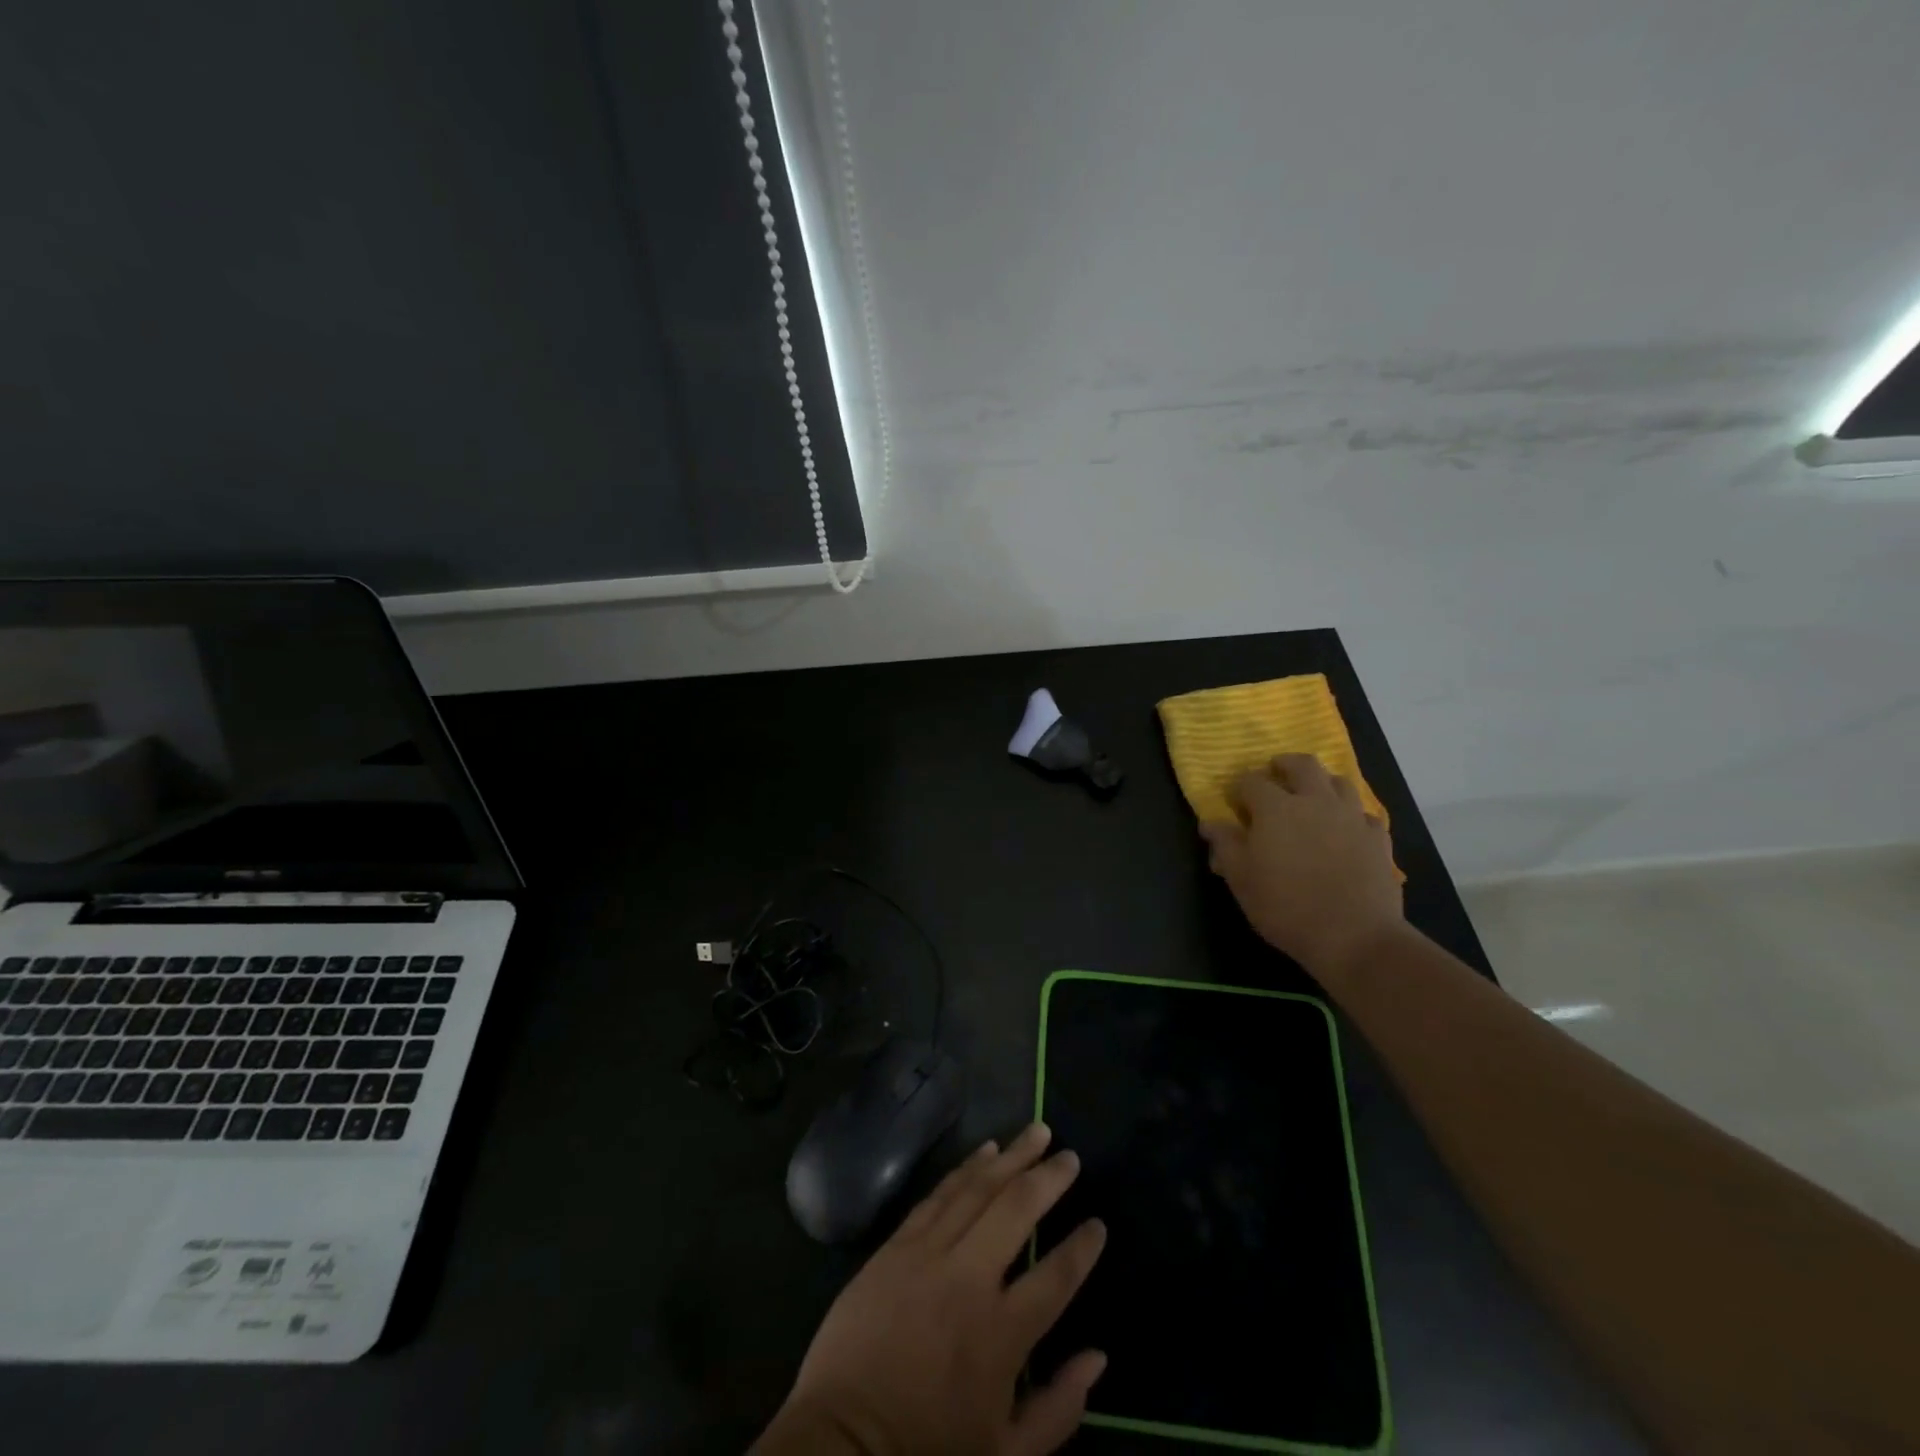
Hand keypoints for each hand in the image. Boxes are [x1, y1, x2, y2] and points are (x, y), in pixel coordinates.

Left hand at [753, 1123, 1108, 1455]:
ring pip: (978, 1189)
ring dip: (1011, 1157)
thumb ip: (1059, 1409)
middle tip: (1069, 1156)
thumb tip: (1099, 1358)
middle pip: (1017, 1210)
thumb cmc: (928, 1447)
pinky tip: (985, 1151)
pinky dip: (965, 1168)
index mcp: (1002, 1334)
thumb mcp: (1006, 1454)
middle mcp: (969, 1280)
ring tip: (1036, 1132)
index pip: (1056, 1277)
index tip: (1098, 1223)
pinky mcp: (897, 1245)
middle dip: (1049, 1178)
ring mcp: (929, 1254)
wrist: (842, 1440)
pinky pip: (938, 1195)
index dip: (1082, 1248)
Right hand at [1199, 753, 1404, 987]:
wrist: (1355, 937)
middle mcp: (1315, 801)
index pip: (1251, 781)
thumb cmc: (1285, 906)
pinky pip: (1364, 813)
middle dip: (1285, 765)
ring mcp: (1351, 817)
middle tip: (1275, 774)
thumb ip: (1224, 845)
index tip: (1234, 801)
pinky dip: (1351, 814)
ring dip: (1322, 782)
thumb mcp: (1240, 879)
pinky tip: (1345, 829)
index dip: (1240, 788)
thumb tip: (1210, 823)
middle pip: (1303, 765)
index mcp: (1276, 808)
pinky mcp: (1378, 838)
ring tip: (1312, 797)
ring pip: (1339, 782)